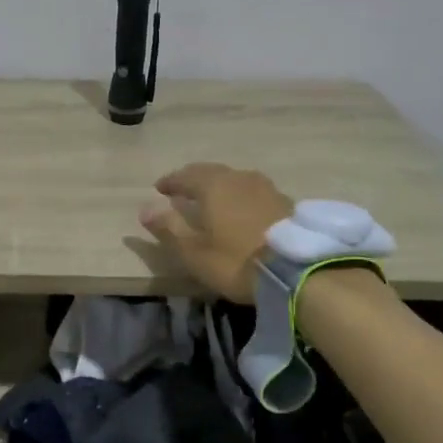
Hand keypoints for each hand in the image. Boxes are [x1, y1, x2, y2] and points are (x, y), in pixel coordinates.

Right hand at [138, 163, 292, 302]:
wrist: (297, 270)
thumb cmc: (236, 260)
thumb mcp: (194, 251)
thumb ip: (169, 227)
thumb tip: (145, 208)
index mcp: (213, 185)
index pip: (185, 175)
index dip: (170, 182)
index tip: (159, 188)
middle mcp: (238, 178)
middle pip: (211, 172)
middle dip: (194, 179)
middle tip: (183, 189)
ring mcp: (266, 187)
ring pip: (235, 180)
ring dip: (220, 186)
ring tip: (212, 198)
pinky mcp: (285, 202)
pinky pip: (253, 192)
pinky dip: (240, 196)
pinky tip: (241, 209)